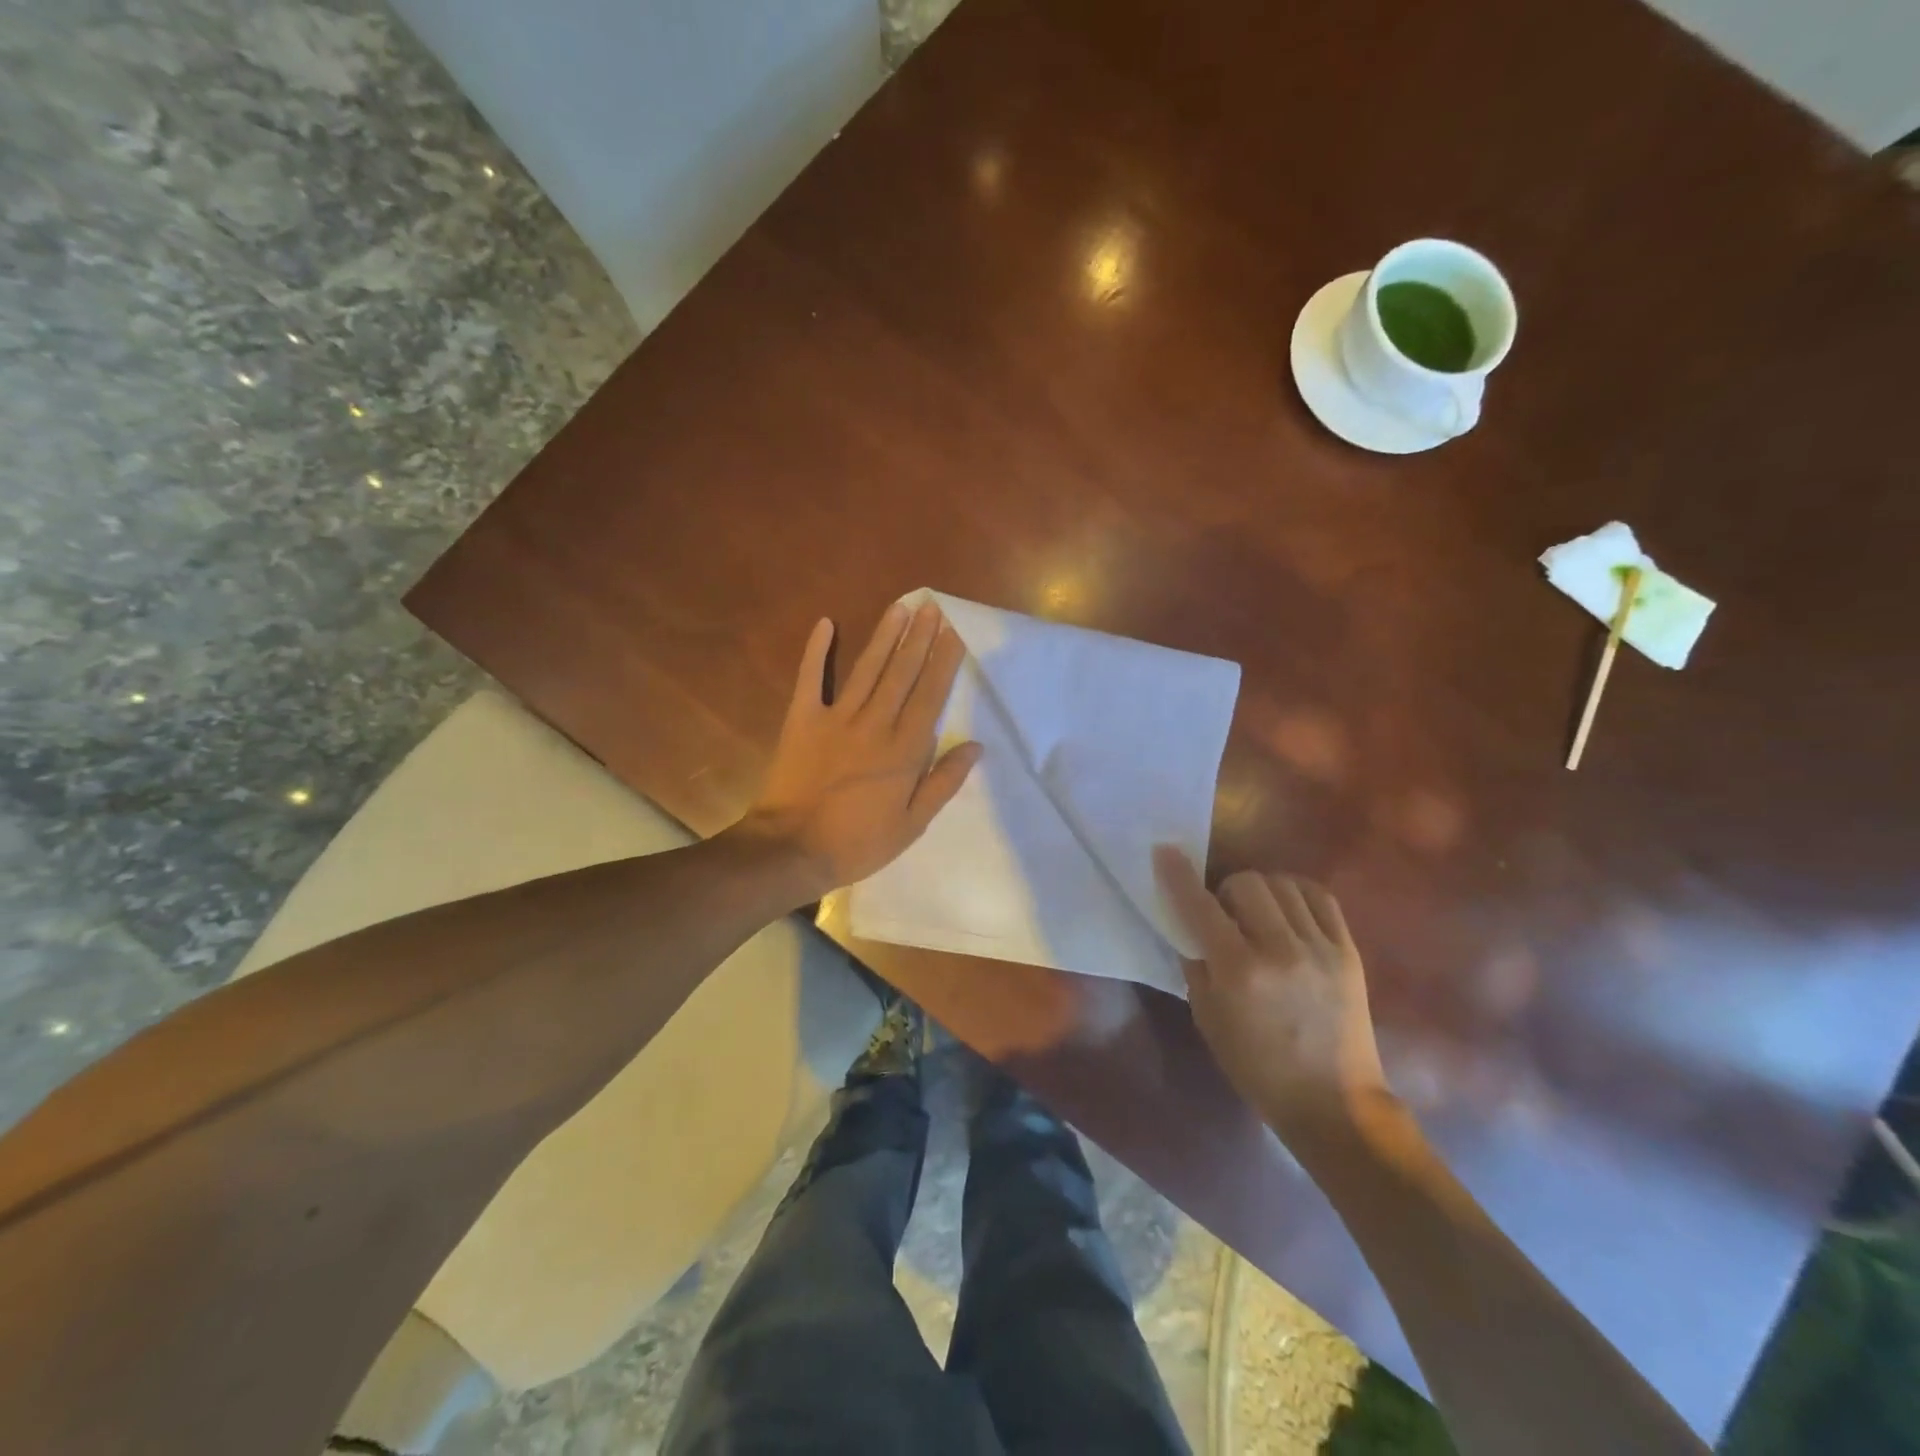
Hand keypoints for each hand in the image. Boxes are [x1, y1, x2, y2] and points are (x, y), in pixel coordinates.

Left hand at [739, 601, 981, 899]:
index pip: (930, 695)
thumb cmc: (857, 842)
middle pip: (902, 673)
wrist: (791, 850)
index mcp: (904, 750)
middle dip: (920, 638)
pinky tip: (825, 624)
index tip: (955, 633)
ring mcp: (836, 718)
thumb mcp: (912, 824)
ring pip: (867, 669)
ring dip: (884, 636)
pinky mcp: (802, 720)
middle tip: (932, 606)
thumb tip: (975, 746)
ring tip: (900, 607)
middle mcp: (874, 724)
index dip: (944, 662)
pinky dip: (816, 651)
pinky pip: (810, 679)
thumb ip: (943, 782)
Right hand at [1153, 849, 1390, 1142]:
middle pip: (1247, 883)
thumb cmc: (1257, 1067)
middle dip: (1226, 891)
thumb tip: (1189, 923)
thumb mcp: (1207, 1018)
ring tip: (1258, 914)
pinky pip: (1320, 897)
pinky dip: (1296, 893)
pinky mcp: (1348, 950)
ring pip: (1283, 884)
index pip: (1201, 906)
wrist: (1334, 1102)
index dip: (1178, 875)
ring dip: (1261, 891)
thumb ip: (1195, 963)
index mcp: (1239, 971)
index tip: (1165, 851)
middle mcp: (1281, 950)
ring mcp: (1320, 948)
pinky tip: (1287, 910)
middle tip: (1224, 915)